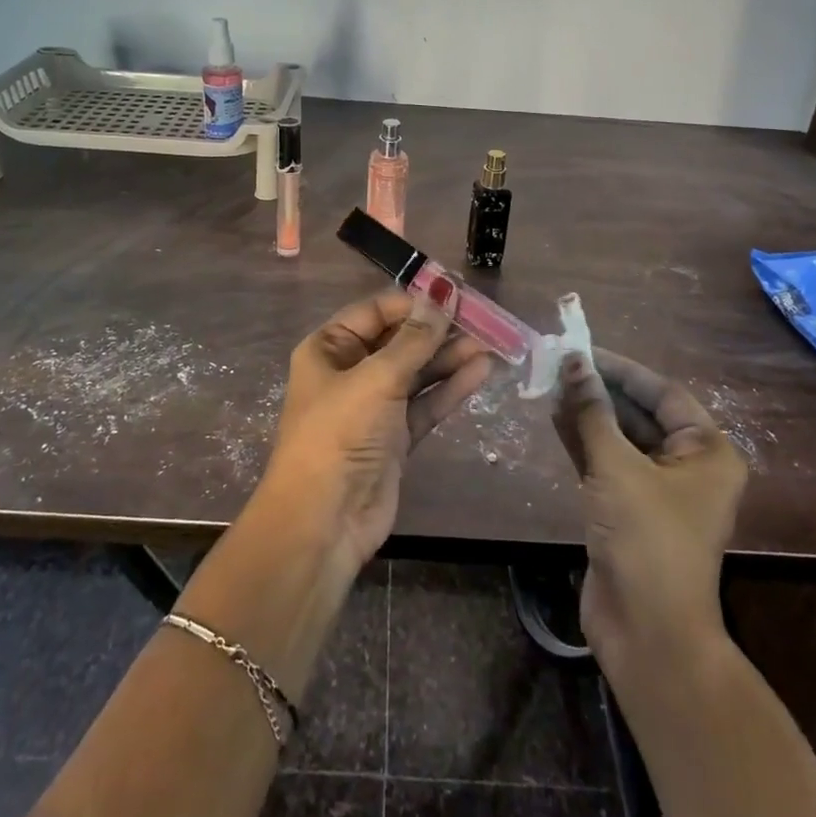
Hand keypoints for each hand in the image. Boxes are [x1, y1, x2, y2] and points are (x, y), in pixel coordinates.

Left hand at [264, 291, 492, 566]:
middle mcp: (350, 372)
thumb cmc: (339, 435)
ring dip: (450, 357)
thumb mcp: (376, 379)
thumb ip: (415, 340)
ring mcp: (374, 407)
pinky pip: (426, 403)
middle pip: (399, 341)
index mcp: (329, 349)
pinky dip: (451, 388)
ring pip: (417, 372)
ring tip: (491, 342)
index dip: (414, 303)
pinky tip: (481, 370)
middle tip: (482, 318)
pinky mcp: (395, 437)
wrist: (324, 522)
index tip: (455, 294)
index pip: (376, 312)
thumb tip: (442, 294)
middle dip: (438, 330)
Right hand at [551, 349, 747, 674]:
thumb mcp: (616, 466)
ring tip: (549, 385)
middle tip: (557, 366)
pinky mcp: (629, 510)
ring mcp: (657, 491)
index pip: (663, 393)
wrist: (647, 633)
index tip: (581, 350)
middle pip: (640, 413)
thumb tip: (573, 361)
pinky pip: (606, 462)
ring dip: (587, 413)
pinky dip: (582, 441)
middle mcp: (688, 467)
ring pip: (620, 437)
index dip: (621, 369)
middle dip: (599, 390)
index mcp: (707, 452)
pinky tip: (554, 418)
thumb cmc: (646, 539)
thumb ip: (592, 411)